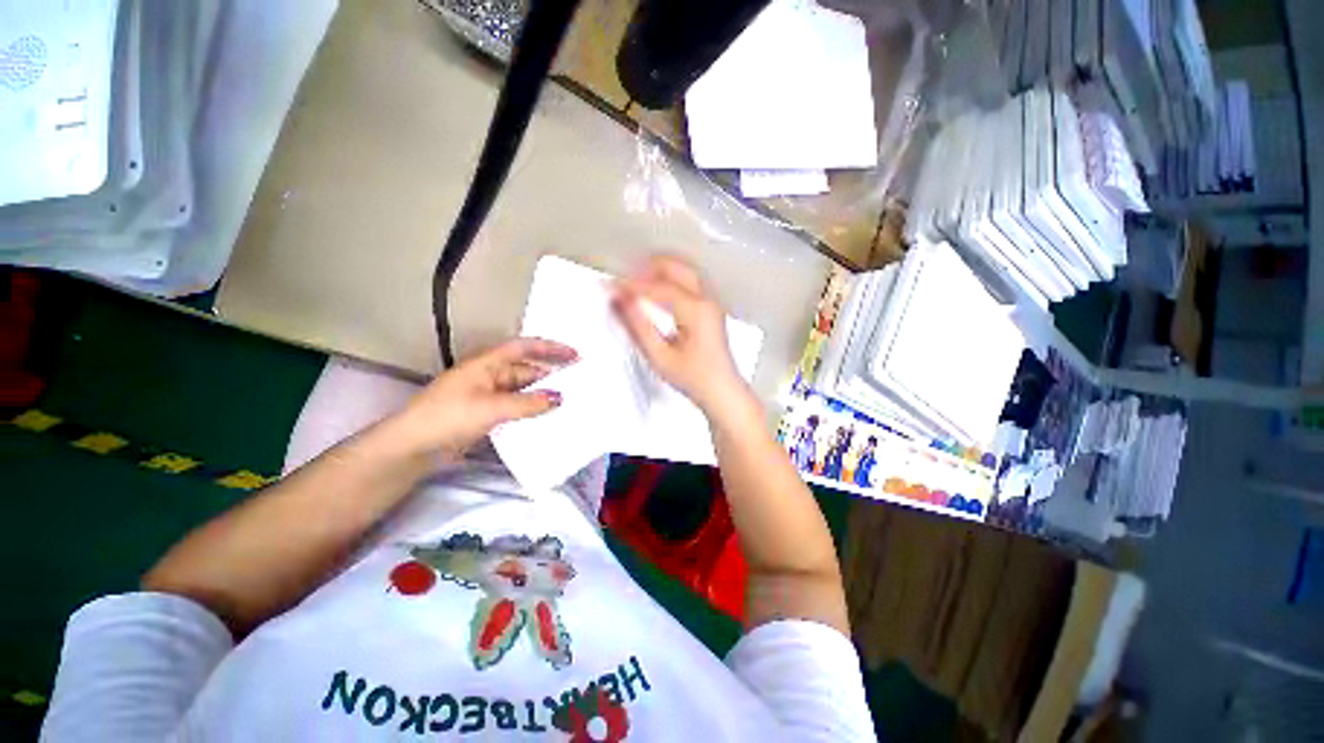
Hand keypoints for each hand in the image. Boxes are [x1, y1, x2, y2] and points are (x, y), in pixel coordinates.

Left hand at [395, 338, 576, 456]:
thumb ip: (528, 403)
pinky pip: (516, 408)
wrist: (412, 448)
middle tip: (579, 384)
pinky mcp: (486, 415)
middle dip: (551, 376)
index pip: (524, 348)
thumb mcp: (491, 408)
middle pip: (527, 371)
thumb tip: (560, 398)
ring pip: (523, 391)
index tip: (575, 355)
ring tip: (569, 402)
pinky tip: (547, 419)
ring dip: (542, 396)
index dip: (550, 348)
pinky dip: (531, 411)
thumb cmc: (448, 417)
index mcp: (488, 364)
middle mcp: (490, 376)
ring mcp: (488, 396)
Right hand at [612, 256, 749, 413]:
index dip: (631, 285)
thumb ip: (638, 327)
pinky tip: (655, 294)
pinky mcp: (709, 310)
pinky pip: (687, 284)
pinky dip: (668, 282)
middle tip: (625, 279)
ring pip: (682, 271)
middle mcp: (706, 302)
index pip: (658, 287)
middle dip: (646, 268)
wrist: (721, 391)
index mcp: (696, 311)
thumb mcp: (660, 356)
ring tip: (635, 284)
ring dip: (657, 272)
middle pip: (675, 267)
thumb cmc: (698, 379)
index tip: (612, 287)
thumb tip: (622, 303)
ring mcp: (710, 304)